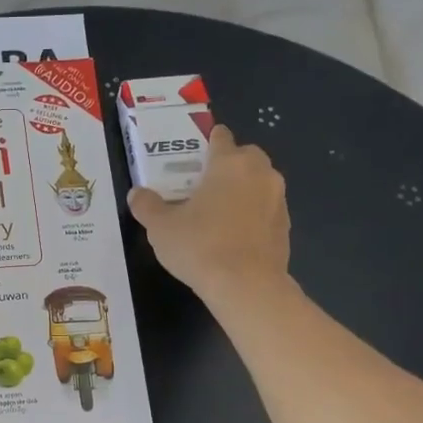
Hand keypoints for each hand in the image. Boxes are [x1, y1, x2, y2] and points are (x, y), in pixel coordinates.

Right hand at [127, 125, 290, 309]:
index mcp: (229, 163)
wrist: (246, 286)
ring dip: (242, 191)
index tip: (194, 155)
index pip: (220, 137)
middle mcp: (260, 172)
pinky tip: (234, 237)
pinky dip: (253, 215)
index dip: (207, 141)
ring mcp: (278, 199)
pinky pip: (266, 210)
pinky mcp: (286, 226)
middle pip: (245, 156)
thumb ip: (147, 206)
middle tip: (203, 186)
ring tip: (218, 214)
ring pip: (259, 183)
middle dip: (227, 165)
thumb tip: (136, 194)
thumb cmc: (200, 246)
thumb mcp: (160, 227)